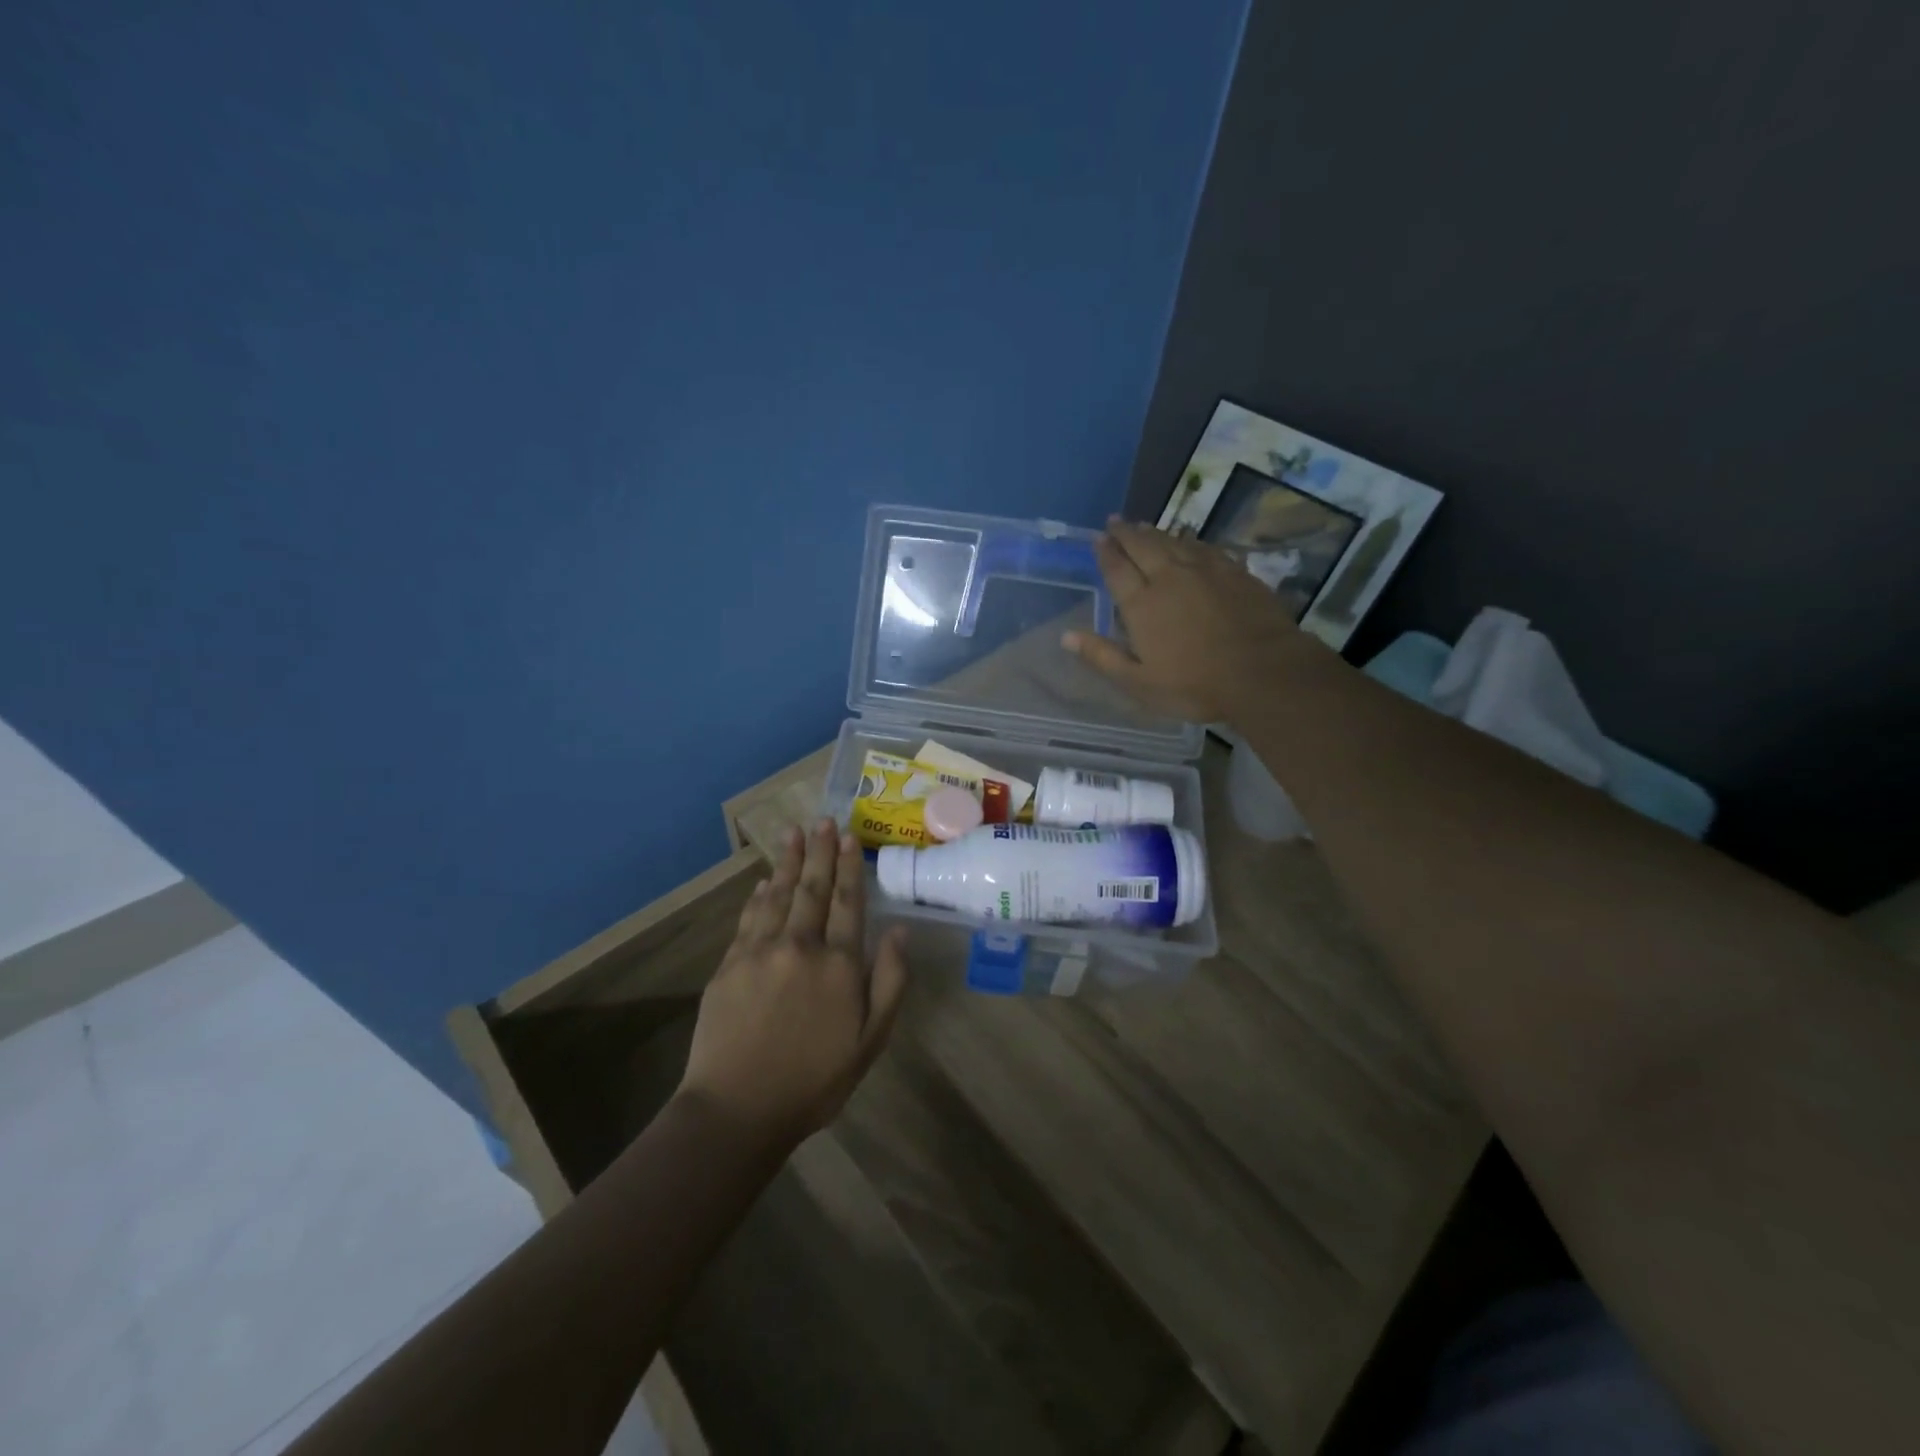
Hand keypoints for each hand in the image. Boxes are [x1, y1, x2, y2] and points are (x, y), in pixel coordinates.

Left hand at [679, 818, 908, 1144]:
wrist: (738, 1109)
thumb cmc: (814, 1080)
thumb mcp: (871, 1040)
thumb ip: (889, 982)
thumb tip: (899, 931)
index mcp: (838, 964)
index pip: (847, 902)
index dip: (849, 867)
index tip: (848, 836)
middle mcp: (800, 946)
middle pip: (812, 888)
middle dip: (819, 852)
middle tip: (822, 819)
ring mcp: (760, 952)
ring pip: (777, 895)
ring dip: (787, 862)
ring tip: (793, 832)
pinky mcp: (730, 965)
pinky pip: (748, 918)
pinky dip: (758, 896)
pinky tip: (763, 882)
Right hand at [1064, 517, 1324, 722]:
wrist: (1264, 672)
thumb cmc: (1194, 684)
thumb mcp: (1139, 682)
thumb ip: (1102, 656)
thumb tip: (1066, 636)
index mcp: (1142, 604)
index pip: (1117, 569)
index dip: (1106, 552)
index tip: (1098, 538)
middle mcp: (1169, 577)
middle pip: (1143, 546)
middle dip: (1126, 532)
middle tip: (1115, 521)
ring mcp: (1206, 571)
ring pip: (1174, 542)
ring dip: (1155, 532)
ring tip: (1144, 525)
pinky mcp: (1236, 572)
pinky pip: (1206, 548)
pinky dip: (1190, 541)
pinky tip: (1189, 540)